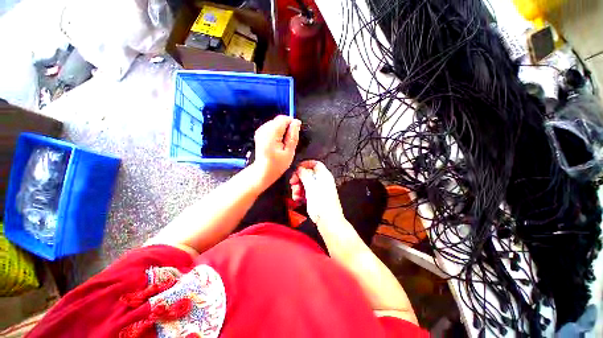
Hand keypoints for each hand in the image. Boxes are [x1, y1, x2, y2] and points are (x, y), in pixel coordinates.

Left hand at [252, 115, 300, 188]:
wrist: (263, 171)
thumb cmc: (277, 164)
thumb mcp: (289, 152)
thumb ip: (293, 136)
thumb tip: (296, 122)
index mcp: (271, 134)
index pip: (284, 119)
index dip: (292, 124)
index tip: (295, 134)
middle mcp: (264, 129)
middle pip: (279, 120)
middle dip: (287, 127)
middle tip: (288, 141)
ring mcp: (260, 130)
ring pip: (276, 122)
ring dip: (282, 130)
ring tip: (283, 143)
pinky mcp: (260, 132)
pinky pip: (271, 126)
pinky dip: (276, 132)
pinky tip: (277, 142)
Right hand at [290, 160, 344, 226]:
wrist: (328, 220)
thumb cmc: (321, 203)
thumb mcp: (310, 185)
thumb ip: (304, 174)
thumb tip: (299, 168)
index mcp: (324, 175)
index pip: (315, 163)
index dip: (305, 164)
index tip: (297, 169)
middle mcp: (323, 181)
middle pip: (308, 174)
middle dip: (298, 178)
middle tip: (292, 183)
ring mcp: (320, 190)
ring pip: (306, 184)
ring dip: (298, 187)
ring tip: (295, 194)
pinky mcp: (317, 197)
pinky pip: (307, 192)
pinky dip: (301, 194)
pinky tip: (298, 199)